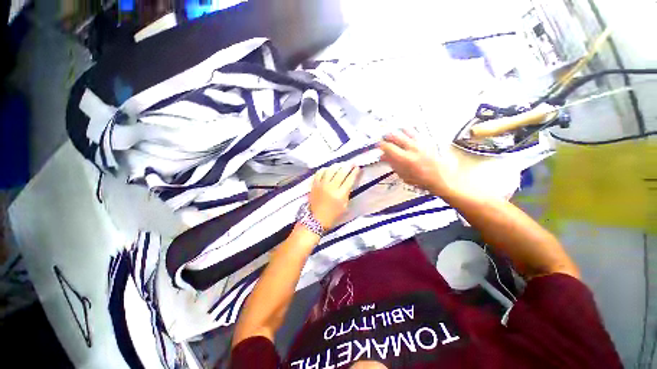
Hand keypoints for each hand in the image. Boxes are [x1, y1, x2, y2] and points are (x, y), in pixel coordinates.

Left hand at [309, 164, 359, 229]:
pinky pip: (319, 172)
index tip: (358, 167)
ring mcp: (321, 185)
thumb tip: (350, 181)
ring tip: (341, 164)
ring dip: (337, 165)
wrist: (316, 219)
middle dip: (348, 166)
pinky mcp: (314, 184)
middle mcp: (331, 187)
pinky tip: (328, 168)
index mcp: (340, 195)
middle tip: (352, 163)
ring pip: (330, 170)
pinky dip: (325, 169)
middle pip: (341, 172)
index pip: (349, 179)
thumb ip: (347, 193)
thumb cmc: (333, 215)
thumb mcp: (344, 206)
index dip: (354, 172)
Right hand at [379, 130, 454, 195]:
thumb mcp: (403, 175)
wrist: (443, 178)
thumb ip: (392, 164)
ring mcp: (422, 142)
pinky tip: (407, 136)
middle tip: (384, 139)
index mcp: (405, 159)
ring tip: (396, 135)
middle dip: (387, 136)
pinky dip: (409, 132)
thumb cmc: (421, 180)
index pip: (388, 147)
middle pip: (395, 135)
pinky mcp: (429, 140)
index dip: (381, 145)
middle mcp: (413, 148)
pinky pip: (416, 131)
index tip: (379, 146)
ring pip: (406, 130)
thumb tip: (382, 156)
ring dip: (398, 131)